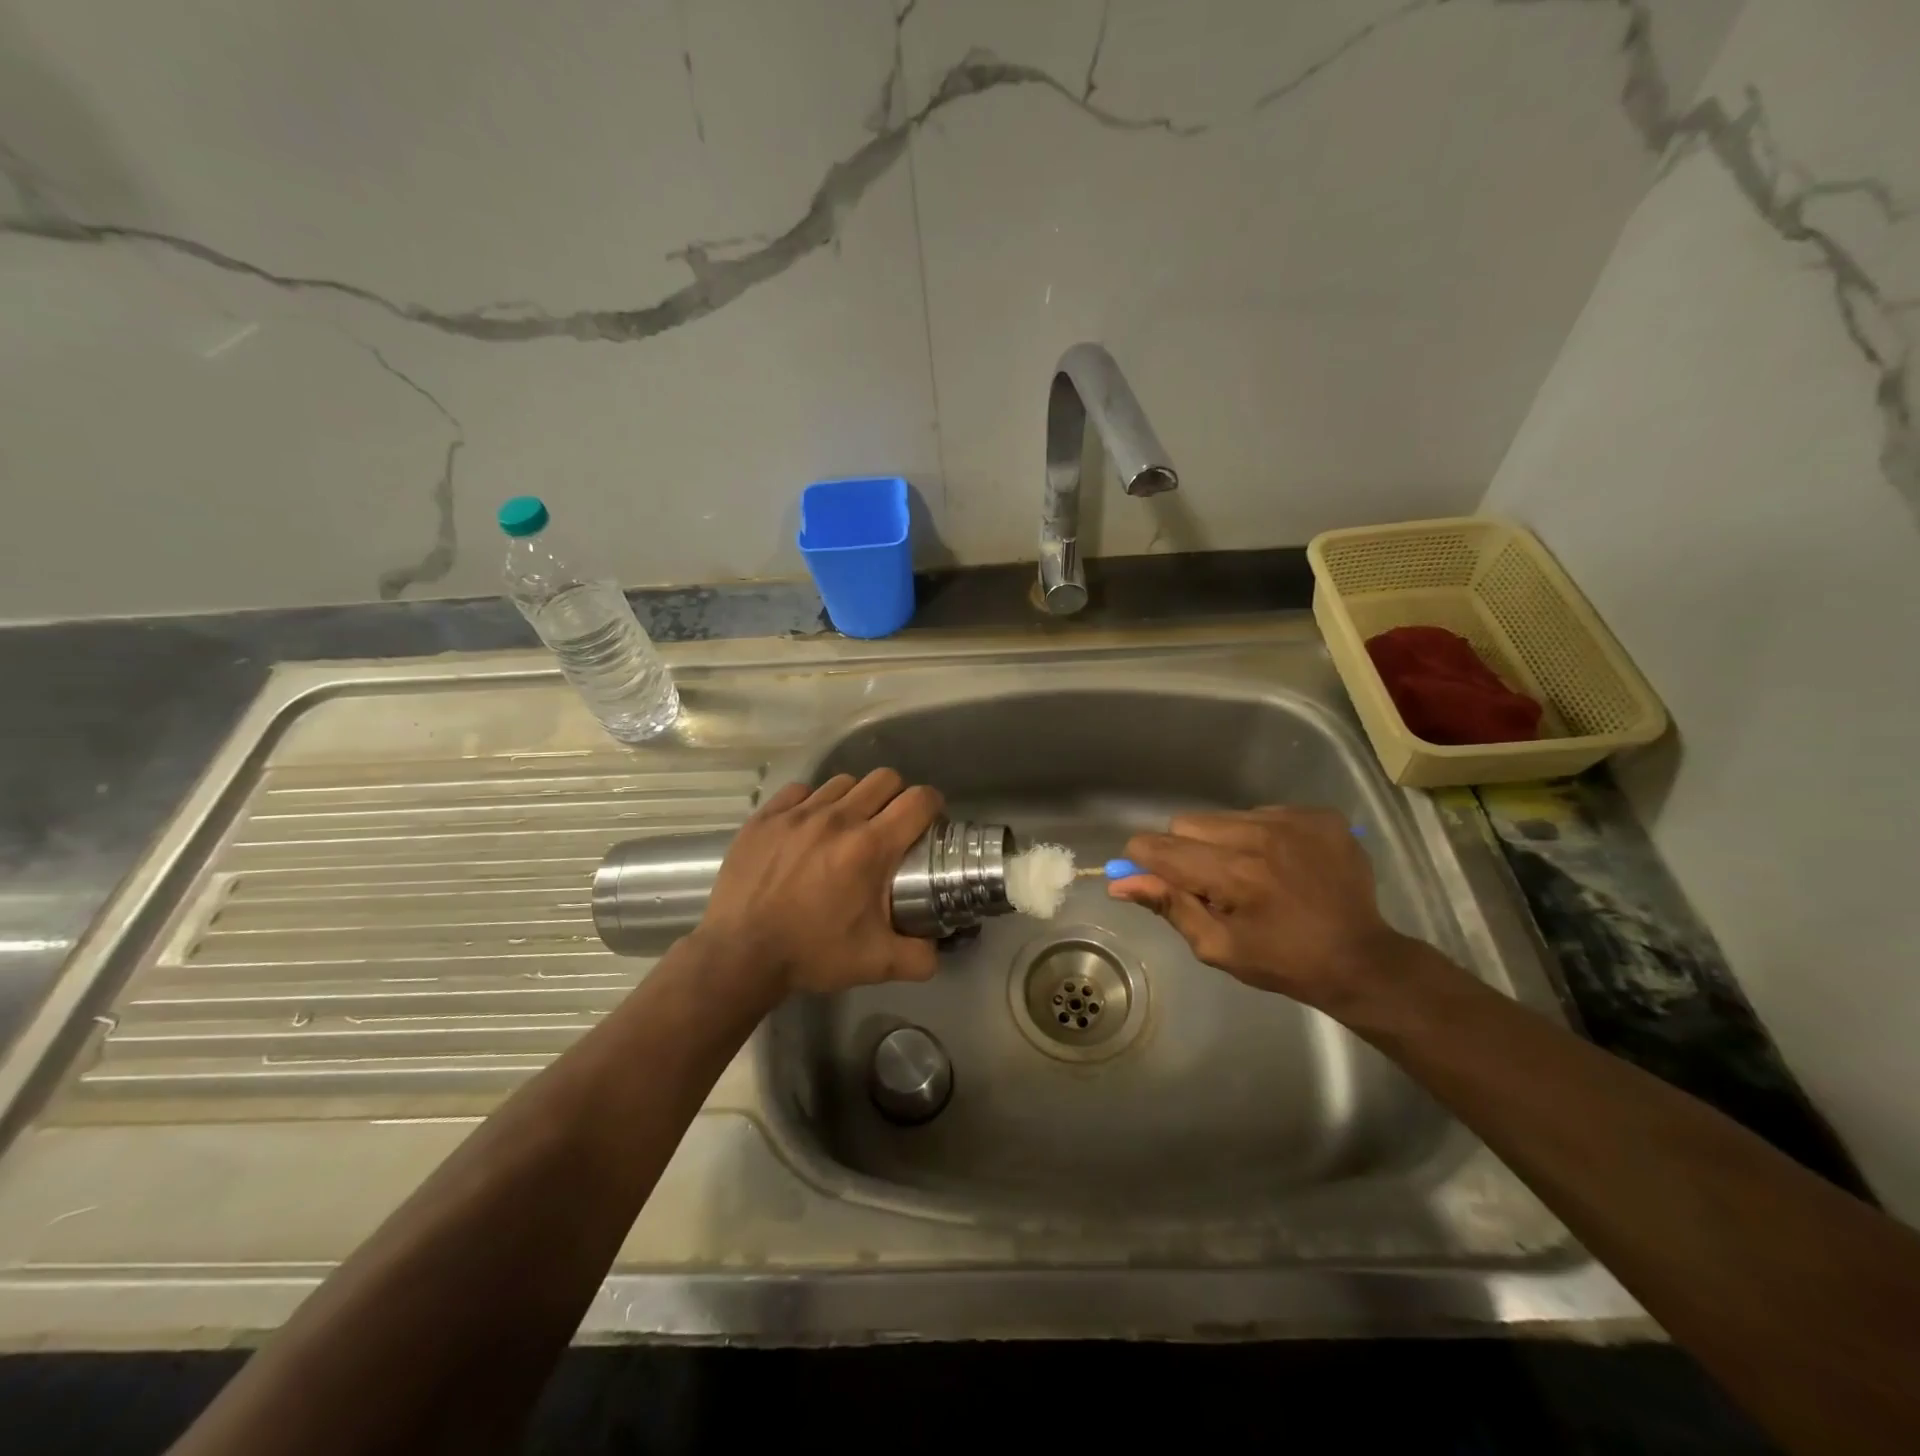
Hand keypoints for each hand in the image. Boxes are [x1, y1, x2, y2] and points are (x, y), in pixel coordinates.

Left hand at [692, 768, 943, 997]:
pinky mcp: (765, 817)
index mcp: (870, 846)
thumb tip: (940, 950)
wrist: (739, 955)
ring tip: (848, 827)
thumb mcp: (876, 964)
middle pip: (885, 779)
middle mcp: (837, 818)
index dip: (933, 805)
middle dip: (897, 797)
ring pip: (843, 782)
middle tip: (891, 825)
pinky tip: (808, 828)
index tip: (931, 821)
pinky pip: (800, 791)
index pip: (918, 800)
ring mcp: (797, 813)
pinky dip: (812, 803)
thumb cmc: (810, 954)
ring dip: (855, 799)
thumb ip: (920, 957)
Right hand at [1109, 807, 1413, 1013]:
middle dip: (1187, 852)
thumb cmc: (1283, 962)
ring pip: (1224, 816)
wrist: (1363, 960)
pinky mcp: (1320, 815)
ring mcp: (1295, 820)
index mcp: (1236, 874)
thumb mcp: (1217, 947)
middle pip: (1188, 823)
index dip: (1146, 861)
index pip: (1161, 846)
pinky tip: (1280, 864)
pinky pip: (1263, 812)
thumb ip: (1168, 906)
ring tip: (1250, 874)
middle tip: (1212, 885)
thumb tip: (1120, 882)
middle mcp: (1263, 836)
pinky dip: (1259, 835)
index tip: (1153, 878)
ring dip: (1223, 842)